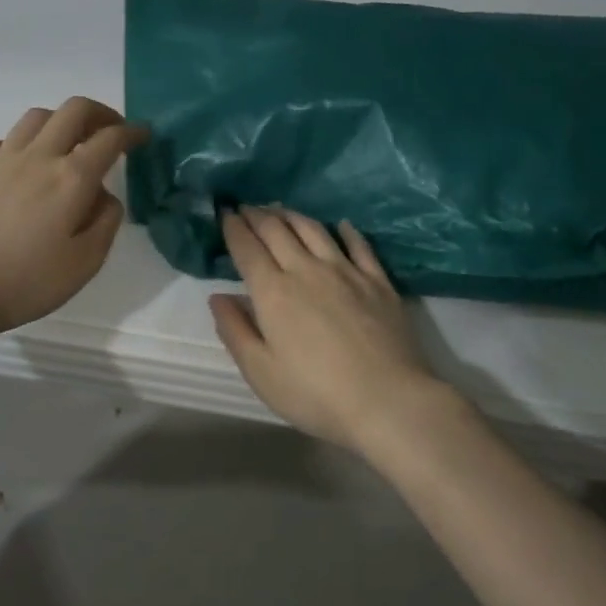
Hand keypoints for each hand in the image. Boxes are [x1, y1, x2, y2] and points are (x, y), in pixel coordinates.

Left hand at [0, 97, 147, 345]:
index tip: (144, 134)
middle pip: (72, 110)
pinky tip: (18, 164)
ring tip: (67, 143)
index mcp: (71, 178)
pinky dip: (17, 144)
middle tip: (110, 130)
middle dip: (99, 112)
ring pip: (35, 118)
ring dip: (59, 121)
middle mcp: (38, 157)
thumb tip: (105, 196)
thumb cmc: (24, 283)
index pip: (110, 138)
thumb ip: (105, 223)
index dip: (132, 132)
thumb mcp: (84, 264)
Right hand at [209, 207, 462, 453]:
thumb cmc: (315, 394)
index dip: (233, 227)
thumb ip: (235, 331)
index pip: (247, 248)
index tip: (225, 213)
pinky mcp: (378, 281)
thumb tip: (218, 297)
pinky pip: (359, 245)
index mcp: (273, 291)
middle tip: (247, 207)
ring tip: (281, 210)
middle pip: (278, 230)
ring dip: (292, 215)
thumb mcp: (261, 373)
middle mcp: (307, 270)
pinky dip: (346, 230)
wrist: (387, 399)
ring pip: (314, 229)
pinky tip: (341, 225)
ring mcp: (346, 271)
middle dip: (258, 215)